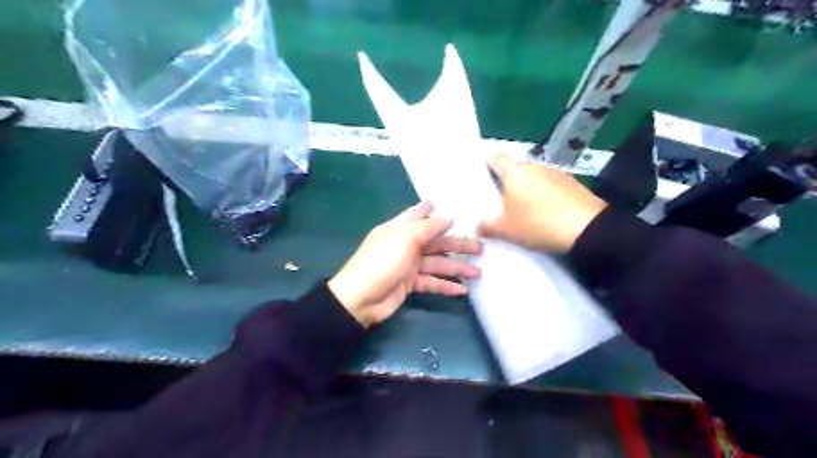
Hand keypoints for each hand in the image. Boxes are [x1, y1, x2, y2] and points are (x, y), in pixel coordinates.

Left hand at [328, 202, 480, 327]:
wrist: (360, 299)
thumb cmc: (381, 262)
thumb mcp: (404, 240)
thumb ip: (428, 227)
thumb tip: (449, 217)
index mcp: (400, 229)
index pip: (418, 215)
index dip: (433, 210)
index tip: (452, 210)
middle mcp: (405, 245)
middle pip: (436, 242)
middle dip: (457, 244)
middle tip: (480, 247)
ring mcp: (408, 265)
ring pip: (437, 263)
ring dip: (457, 267)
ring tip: (478, 272)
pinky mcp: (410, 284)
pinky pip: (431, 282)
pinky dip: (446, 285)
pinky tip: (462, 290)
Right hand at [481, 154, 604, 254]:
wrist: (587, 229)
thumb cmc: (538, 224)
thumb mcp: (506, 229)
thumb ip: (488, 225)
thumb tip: (478, 224)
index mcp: (515, 172)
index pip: (496, 158)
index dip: (487, 163)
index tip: (482, 175)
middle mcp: (535, 166)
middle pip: (515, 170)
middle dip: (507, 183)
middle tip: (500, 202)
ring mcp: (556, 173)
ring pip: (533, 178)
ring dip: (527, 190)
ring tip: (524, 211)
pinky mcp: (572, 183)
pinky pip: (550, 186)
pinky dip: (544, 195)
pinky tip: (545, 213)